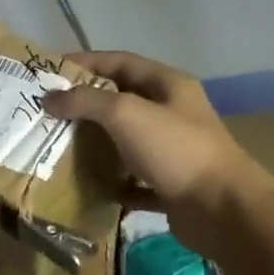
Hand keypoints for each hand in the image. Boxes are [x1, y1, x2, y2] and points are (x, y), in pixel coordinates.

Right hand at [43, 50, 264, 209]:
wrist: (224, 213)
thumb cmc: (176, 150)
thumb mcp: (125, 114)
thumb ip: (85, 101)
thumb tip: (49, 98)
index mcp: (168, 86)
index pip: (121, 61)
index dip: (86, 62)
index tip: (51, 70)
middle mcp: (173, 113)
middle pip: (122, 100)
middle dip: (86, 104)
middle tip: (50, 110)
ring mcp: (174, 151)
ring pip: (127, 140)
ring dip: (97, 143)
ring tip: (61, 145)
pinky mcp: (172, 186)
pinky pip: (135, 179)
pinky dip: (114, 181)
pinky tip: (92, 185)